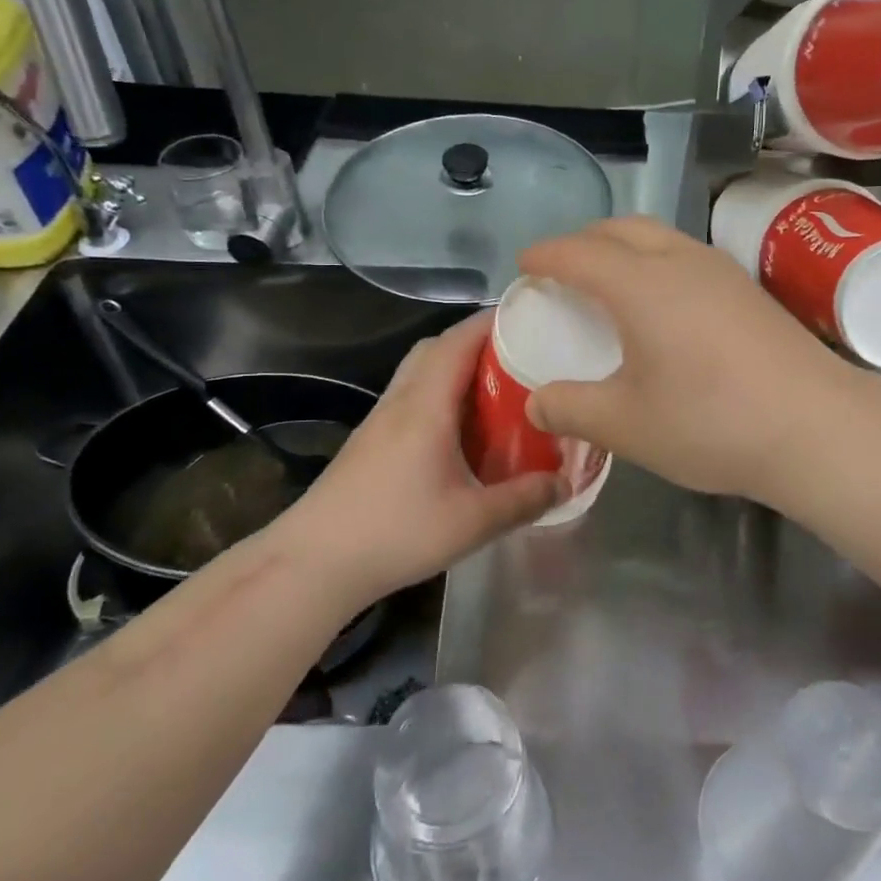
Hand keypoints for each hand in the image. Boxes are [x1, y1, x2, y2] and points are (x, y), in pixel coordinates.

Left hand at [278, 313, 562, 604]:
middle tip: (518, 359)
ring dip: (456, 368)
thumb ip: (524, 499)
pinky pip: (411, 397)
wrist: (314, 562)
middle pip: (437, 347)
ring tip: (496, 392)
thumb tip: (566, 481)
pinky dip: (440, 394)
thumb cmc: (396, 532)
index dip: (493, 322)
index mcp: (426, 405)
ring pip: (420, 371)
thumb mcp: (473, 522)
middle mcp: (401, 400)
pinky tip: (460, 431)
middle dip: (477, 342)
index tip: (531, 319)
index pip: (459, 340)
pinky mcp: (371, 441)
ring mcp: (381, 420)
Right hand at [520, 217, 853, 501]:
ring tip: (610, 284)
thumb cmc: (710, 421)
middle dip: (584, 240)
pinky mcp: (748, 289)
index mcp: (640, 284)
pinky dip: (656, 263)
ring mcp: (720, 271)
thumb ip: (571, 409)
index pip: (578, 252)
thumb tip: (536, 404)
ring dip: (625, 247)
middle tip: (563, 270)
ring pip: (659, 237)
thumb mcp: (626, 424)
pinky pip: (686, 256)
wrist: (815, 426)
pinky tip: (663, 306)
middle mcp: (679, 261)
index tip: (524, 265)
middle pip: (621, 228)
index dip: (545, 255)